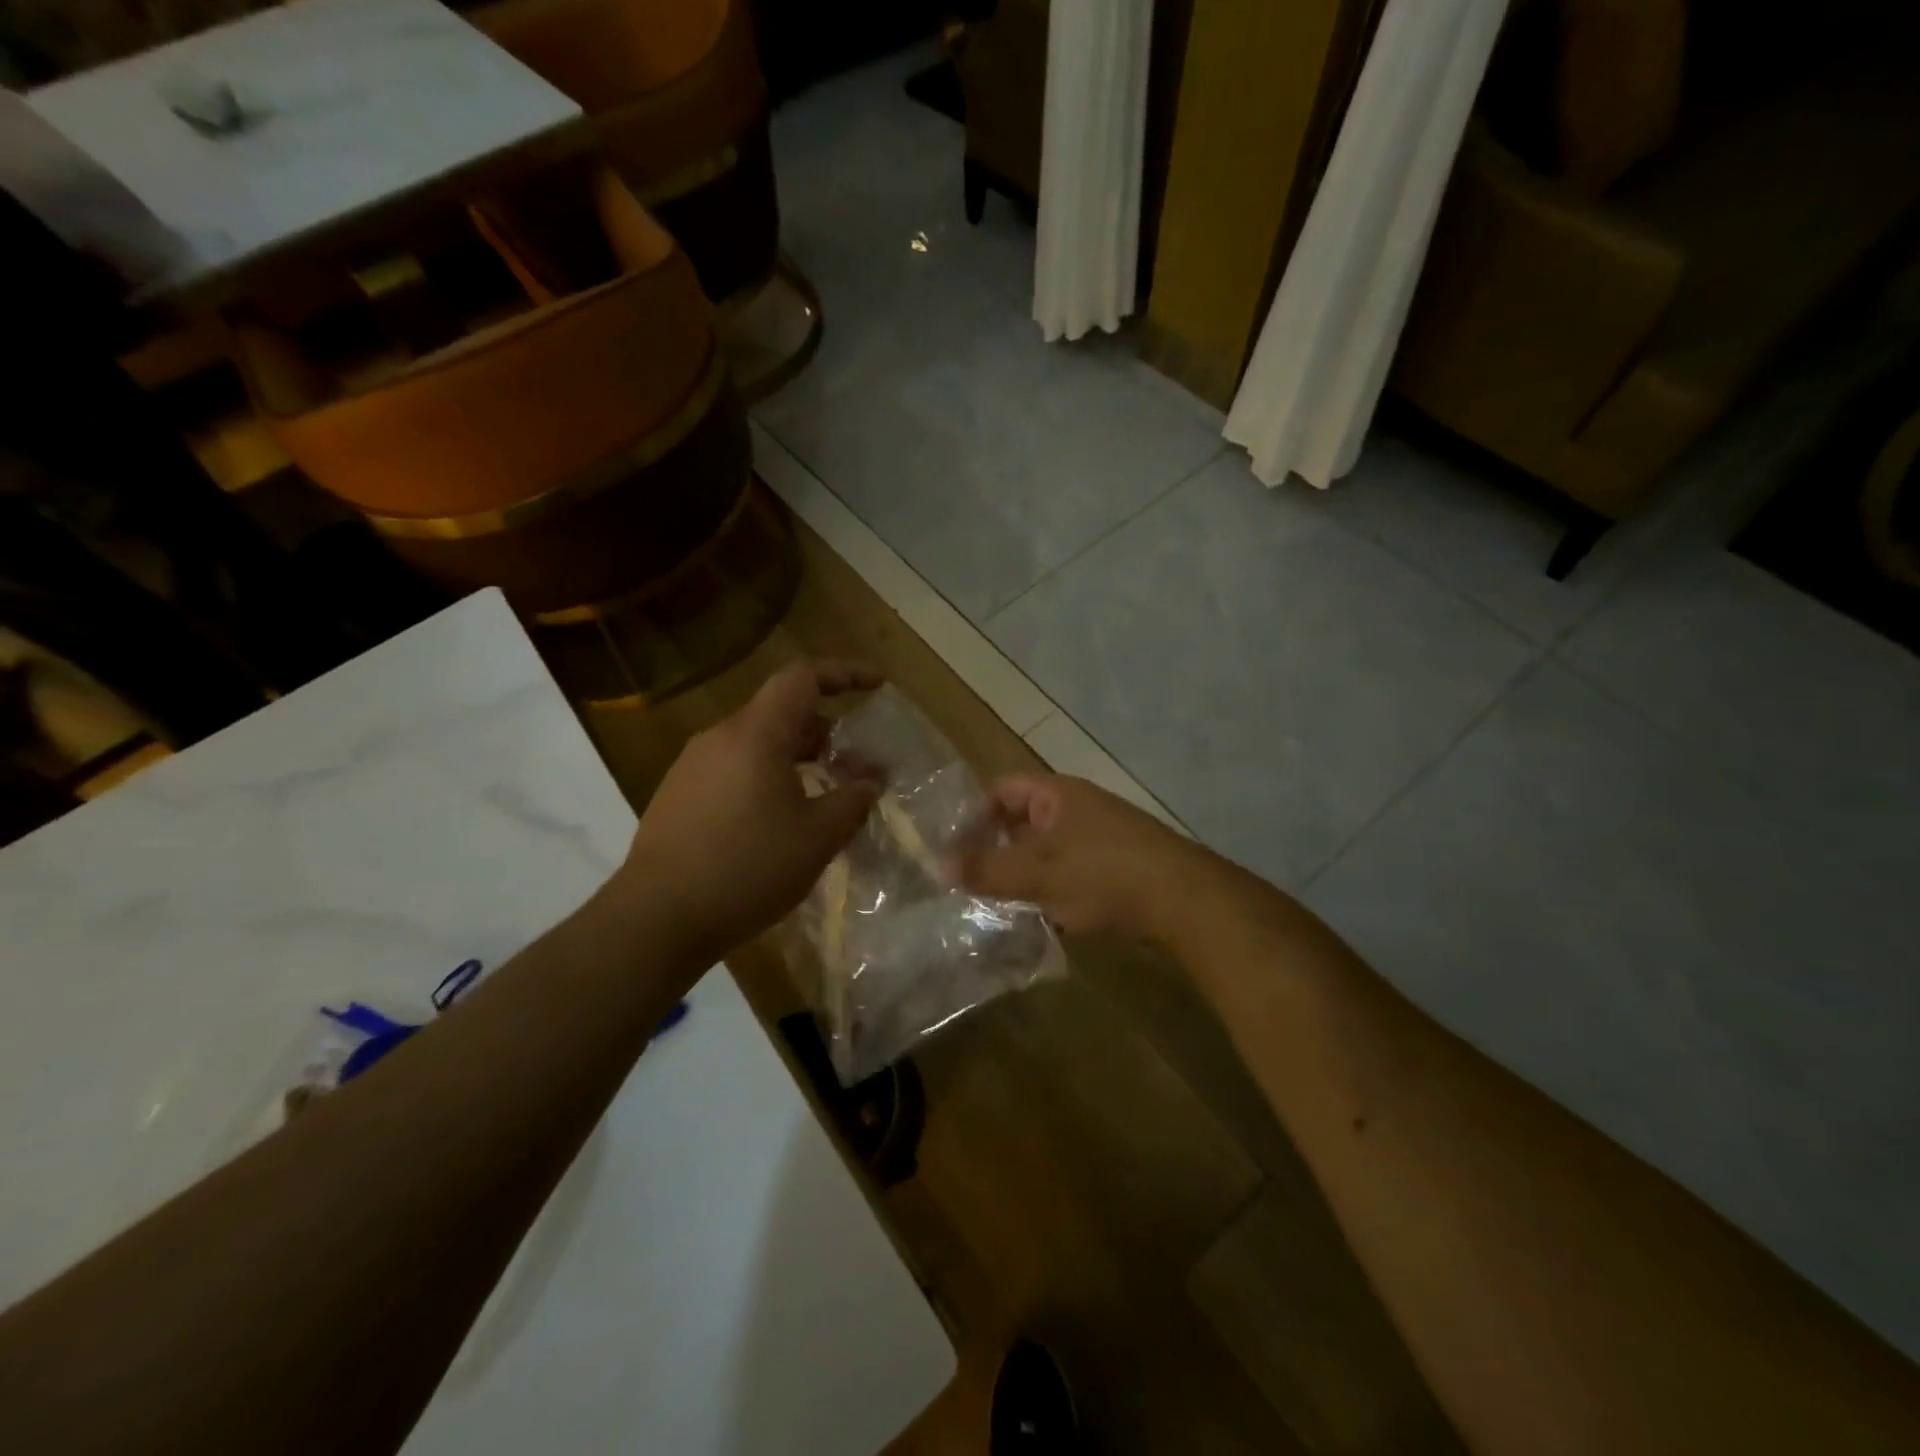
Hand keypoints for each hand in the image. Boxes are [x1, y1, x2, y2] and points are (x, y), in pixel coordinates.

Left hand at [618, 661, 881, 959]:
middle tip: (857, 766)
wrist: (657, 918)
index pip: (802, 678)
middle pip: (781, 713)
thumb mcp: (817, 838)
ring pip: (757, 743)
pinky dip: (767, 777)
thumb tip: (870, 783)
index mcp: (755, 734)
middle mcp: (720, 737)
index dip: (844, 674)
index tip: (877, 686)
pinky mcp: (678, 795)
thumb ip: (852, 801)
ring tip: (824, 795)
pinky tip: (780, 820)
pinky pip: (734, 768)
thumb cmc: (748, 869)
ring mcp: (693, 766)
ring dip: (797, 758)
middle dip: (826, 732)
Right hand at [950, 774, 1212, 942]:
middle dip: (996, 850)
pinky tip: (1041, 918)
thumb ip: (988, 868)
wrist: (1185, 903)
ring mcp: (1098, 840)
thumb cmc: (1105, 874)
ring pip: (1045, 853)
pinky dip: (1051, 892)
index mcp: (1057, 795)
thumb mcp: (1038, 871)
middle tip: (969, 882)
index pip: (1002, 790)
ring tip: (997, 905)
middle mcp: (1077, 809)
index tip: (954, 849)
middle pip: (1022, 822)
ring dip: (1023, 876)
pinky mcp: (1114, 871)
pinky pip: (1069, 875)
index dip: (974, 815)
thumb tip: (937, 863)